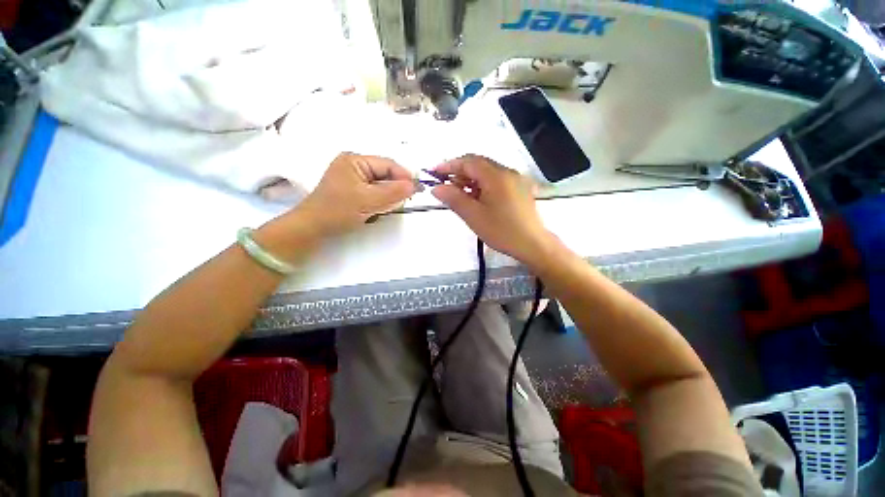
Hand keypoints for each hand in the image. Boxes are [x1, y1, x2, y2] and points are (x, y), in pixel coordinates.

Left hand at [295, 153, 416, 236]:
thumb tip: (414, 185)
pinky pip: (374, 192)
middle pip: (385, 174)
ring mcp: (353, 178)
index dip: (404, 176)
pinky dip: (379, 201)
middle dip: (395, 188)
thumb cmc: (338, 211)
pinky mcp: (353, 190)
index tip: (417, 190)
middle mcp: (354, 165)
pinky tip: (376, 211)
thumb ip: (393, 191)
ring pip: (381, 185)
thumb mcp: (368, 200)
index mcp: (355, 160)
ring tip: (385, 209)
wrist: (313, 228)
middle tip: (403, 202)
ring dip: (387, 197)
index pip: (388, 164)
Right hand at [431, 154, 555, 264]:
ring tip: (459, 195)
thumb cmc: (502, 231)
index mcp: (496, 176)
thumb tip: (436, 188)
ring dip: (471, 179)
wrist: (533, 244)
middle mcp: (507, 172)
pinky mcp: (520, 188)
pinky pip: (497, 180)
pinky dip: (483, 185)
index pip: (468, 161)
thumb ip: (454, 199)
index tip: (434, 172)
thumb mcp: (474, 216)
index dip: (449, 165)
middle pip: (478, 164)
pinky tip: (477, 198)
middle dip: (459, 172)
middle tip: (446, 186)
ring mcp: (516, 179)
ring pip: (488, 172)